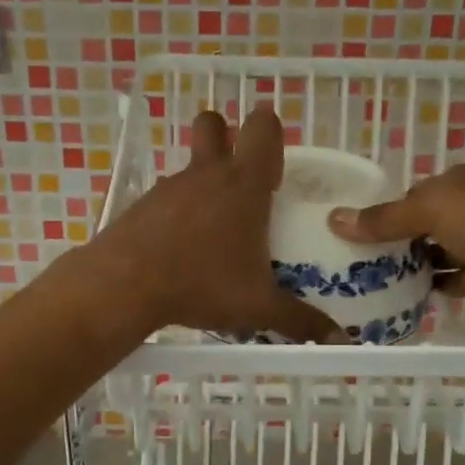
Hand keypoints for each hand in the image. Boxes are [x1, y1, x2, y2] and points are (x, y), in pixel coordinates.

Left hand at [87, 110, 342, 342]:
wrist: (124, 285)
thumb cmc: (202, 284)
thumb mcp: (258, 307)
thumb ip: (301, 321)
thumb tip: (340, 341)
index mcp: (244, 184)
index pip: (263, 126)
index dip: (271, 136)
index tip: (274, 174)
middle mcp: (207, 174)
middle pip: (214, 123)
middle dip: (227, 137)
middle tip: (241, 182)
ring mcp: (170, 186)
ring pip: (190, 165)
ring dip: (204, 183)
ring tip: (214, 233)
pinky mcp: (143, 204)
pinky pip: (168, 196)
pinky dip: (178, 213)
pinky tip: (181, 250)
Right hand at [327, 164, 464, 316]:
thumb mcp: (437, 212)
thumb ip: (386, 219)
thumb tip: (334, 218)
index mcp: (452, 185)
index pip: (403, 198)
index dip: (374, 216)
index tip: (341, 239)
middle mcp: (463, 211)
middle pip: (414, 228)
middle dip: (385, 246)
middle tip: (345, 269)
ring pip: (428, 256)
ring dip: (403, 270)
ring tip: (361, 288)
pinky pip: (446, 282)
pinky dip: (426, 291)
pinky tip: (397, 302)